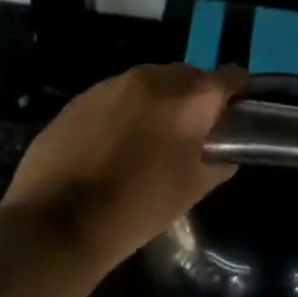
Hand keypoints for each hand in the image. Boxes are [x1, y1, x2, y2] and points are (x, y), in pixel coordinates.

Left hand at [1, 63, 247, 272]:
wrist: (60, 220)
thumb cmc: (140, 206)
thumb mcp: (195, 188)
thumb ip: (220, 157)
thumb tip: (223, 145)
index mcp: (191, 97)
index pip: (232, 76)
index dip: (237, 95)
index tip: (232, 118)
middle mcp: (155, 76)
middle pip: (189, 76)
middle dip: (194, 100)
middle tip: (188, 136)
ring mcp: (114, 83)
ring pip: (150, 83)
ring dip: (157, 103)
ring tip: (146, 141)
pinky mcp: (82, 96)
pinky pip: (116, 95)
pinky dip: (124, 111)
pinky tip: (112, 145)